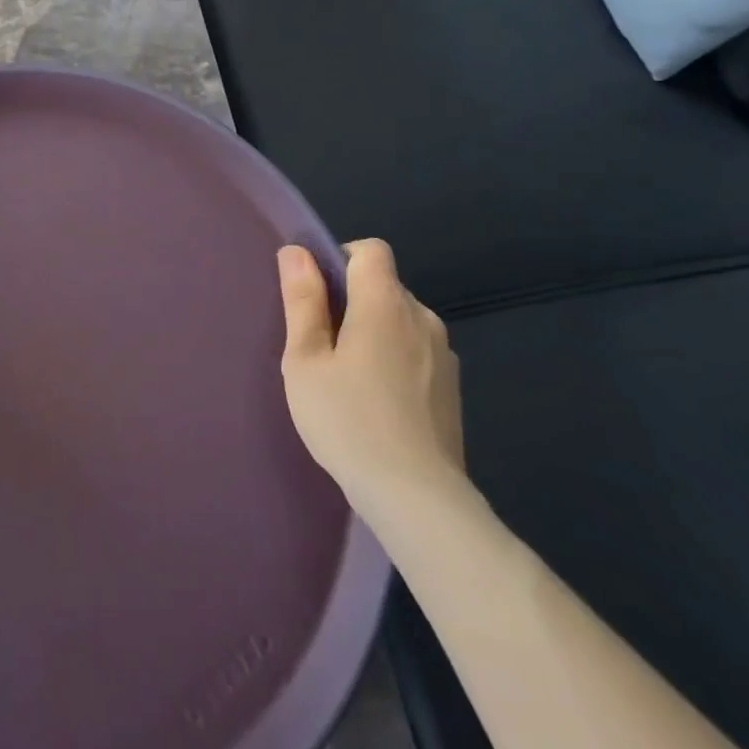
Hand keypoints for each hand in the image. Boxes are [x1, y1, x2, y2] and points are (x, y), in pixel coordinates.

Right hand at [278, 239, 465, 522]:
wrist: (417, 498)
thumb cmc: (348, 420)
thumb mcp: (306, 360)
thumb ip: (302, 301)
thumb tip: (296, 251)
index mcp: (385, 303)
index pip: (371, 250)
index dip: (341, 259)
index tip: (319, 296)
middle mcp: (422, 317)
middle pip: (384, 286)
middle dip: (353, 302)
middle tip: (323, 348)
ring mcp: (443, 354)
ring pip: (401, 321)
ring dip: (375, 333)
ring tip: (349, 381)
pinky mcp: (452, 388)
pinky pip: (417, 352)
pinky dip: (396, 361)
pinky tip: (378, 404)